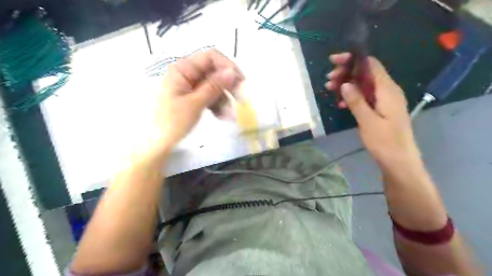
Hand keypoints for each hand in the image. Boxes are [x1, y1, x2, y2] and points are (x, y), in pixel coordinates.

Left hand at [153, 49, 242, 152]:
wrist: (159, 143)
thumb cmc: (173, 122)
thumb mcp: (195, 104)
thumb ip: (214, 86)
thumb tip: (231, 71)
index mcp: (183, 69)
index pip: (210, 57)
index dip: (228, 66)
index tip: (241, 82)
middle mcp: (187, 74)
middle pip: (214, 72)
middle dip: (228, 86)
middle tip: (241, 99)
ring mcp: (190, 86)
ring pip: (215, 86)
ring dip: (224, 99)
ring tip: (229, 115)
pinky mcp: (193, 97)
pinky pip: (210, 96)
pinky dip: (218, 105)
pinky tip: (222, 116)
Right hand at [326, 53, 422, 165]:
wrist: (399, 161)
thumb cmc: (385, 142)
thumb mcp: (368, 121)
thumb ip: (357, 101)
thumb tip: (345, 83)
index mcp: (388, 90)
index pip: (371, 65)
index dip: (353, 59)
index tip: (334, 61)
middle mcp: (387, 91)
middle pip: (366, 73)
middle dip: (346, 73)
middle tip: (329, 80)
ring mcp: (384, 100)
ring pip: (363, 85)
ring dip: (347, 85)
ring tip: (330, 89)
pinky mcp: (380, 108)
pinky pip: (365, 96)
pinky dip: (352, 96)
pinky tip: (341, 103)